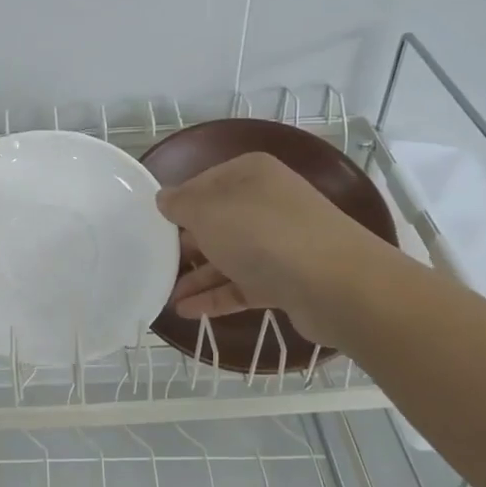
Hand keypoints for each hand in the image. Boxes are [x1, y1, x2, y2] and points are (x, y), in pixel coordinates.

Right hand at [155, 152, 379, 348]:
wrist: (334, 284)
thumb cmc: (262, 234)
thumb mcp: (208, 211)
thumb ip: (180, 203)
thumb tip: (164, 198)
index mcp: (250, 175)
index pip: (203, 182)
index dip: (177, 203)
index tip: (151, 225)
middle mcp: (266, 203)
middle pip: (216, 221)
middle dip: (185, 242)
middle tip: (153, 261)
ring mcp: (279, 243)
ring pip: (228, 256)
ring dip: (196, 275)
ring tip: (164, 294)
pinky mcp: (286, 280)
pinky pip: (242, 285)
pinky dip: (215, 296)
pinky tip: (185, 311)